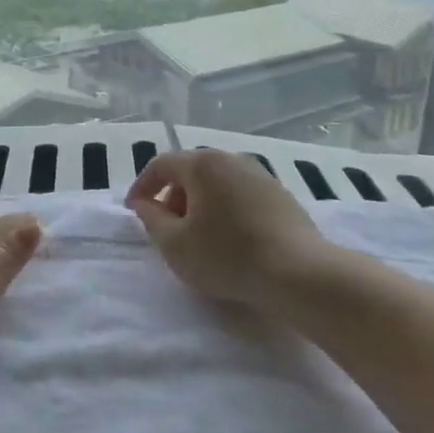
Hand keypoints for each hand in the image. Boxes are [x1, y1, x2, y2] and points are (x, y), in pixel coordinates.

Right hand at [126, 150, 326, 307]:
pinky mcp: (280, 195)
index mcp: (202, 163)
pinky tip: (230, 240)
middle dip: (172, 197)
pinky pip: (240, 195)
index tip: (134, 211)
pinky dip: (225, 210)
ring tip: (198, 237)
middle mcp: (231, 159)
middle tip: (167, 228)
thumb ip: (152, 220)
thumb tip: (147, 205)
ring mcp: (260, 174)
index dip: (142, 186)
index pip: (161, 164)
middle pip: (191, 171)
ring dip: (200, 204)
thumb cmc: (227, 255)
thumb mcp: (175, 245)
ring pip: (217, 183)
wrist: (299, 273)